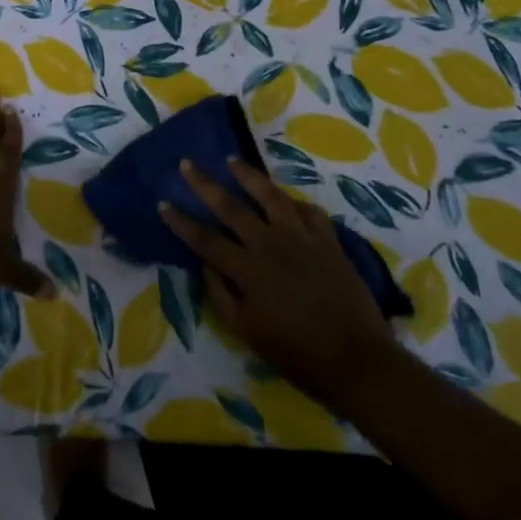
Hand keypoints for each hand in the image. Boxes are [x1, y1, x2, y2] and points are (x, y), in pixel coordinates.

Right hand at [161, 158, 388, 407]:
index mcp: (248, 270)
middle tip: (187, 164)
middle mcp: (271, 244)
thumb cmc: (297, 353)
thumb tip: (205, 264)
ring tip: (232, 160)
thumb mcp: (247, 332)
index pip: (205, 239)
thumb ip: (221, 295)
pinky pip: (308, 211)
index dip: (181, 221)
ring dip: (248, 176)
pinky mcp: (328, 240)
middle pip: (231, 207)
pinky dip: (295, 202)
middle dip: (205, 184)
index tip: (163, 202)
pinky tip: (287, 199)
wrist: (357, 359)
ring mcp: (302, 238)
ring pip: (270, 196)